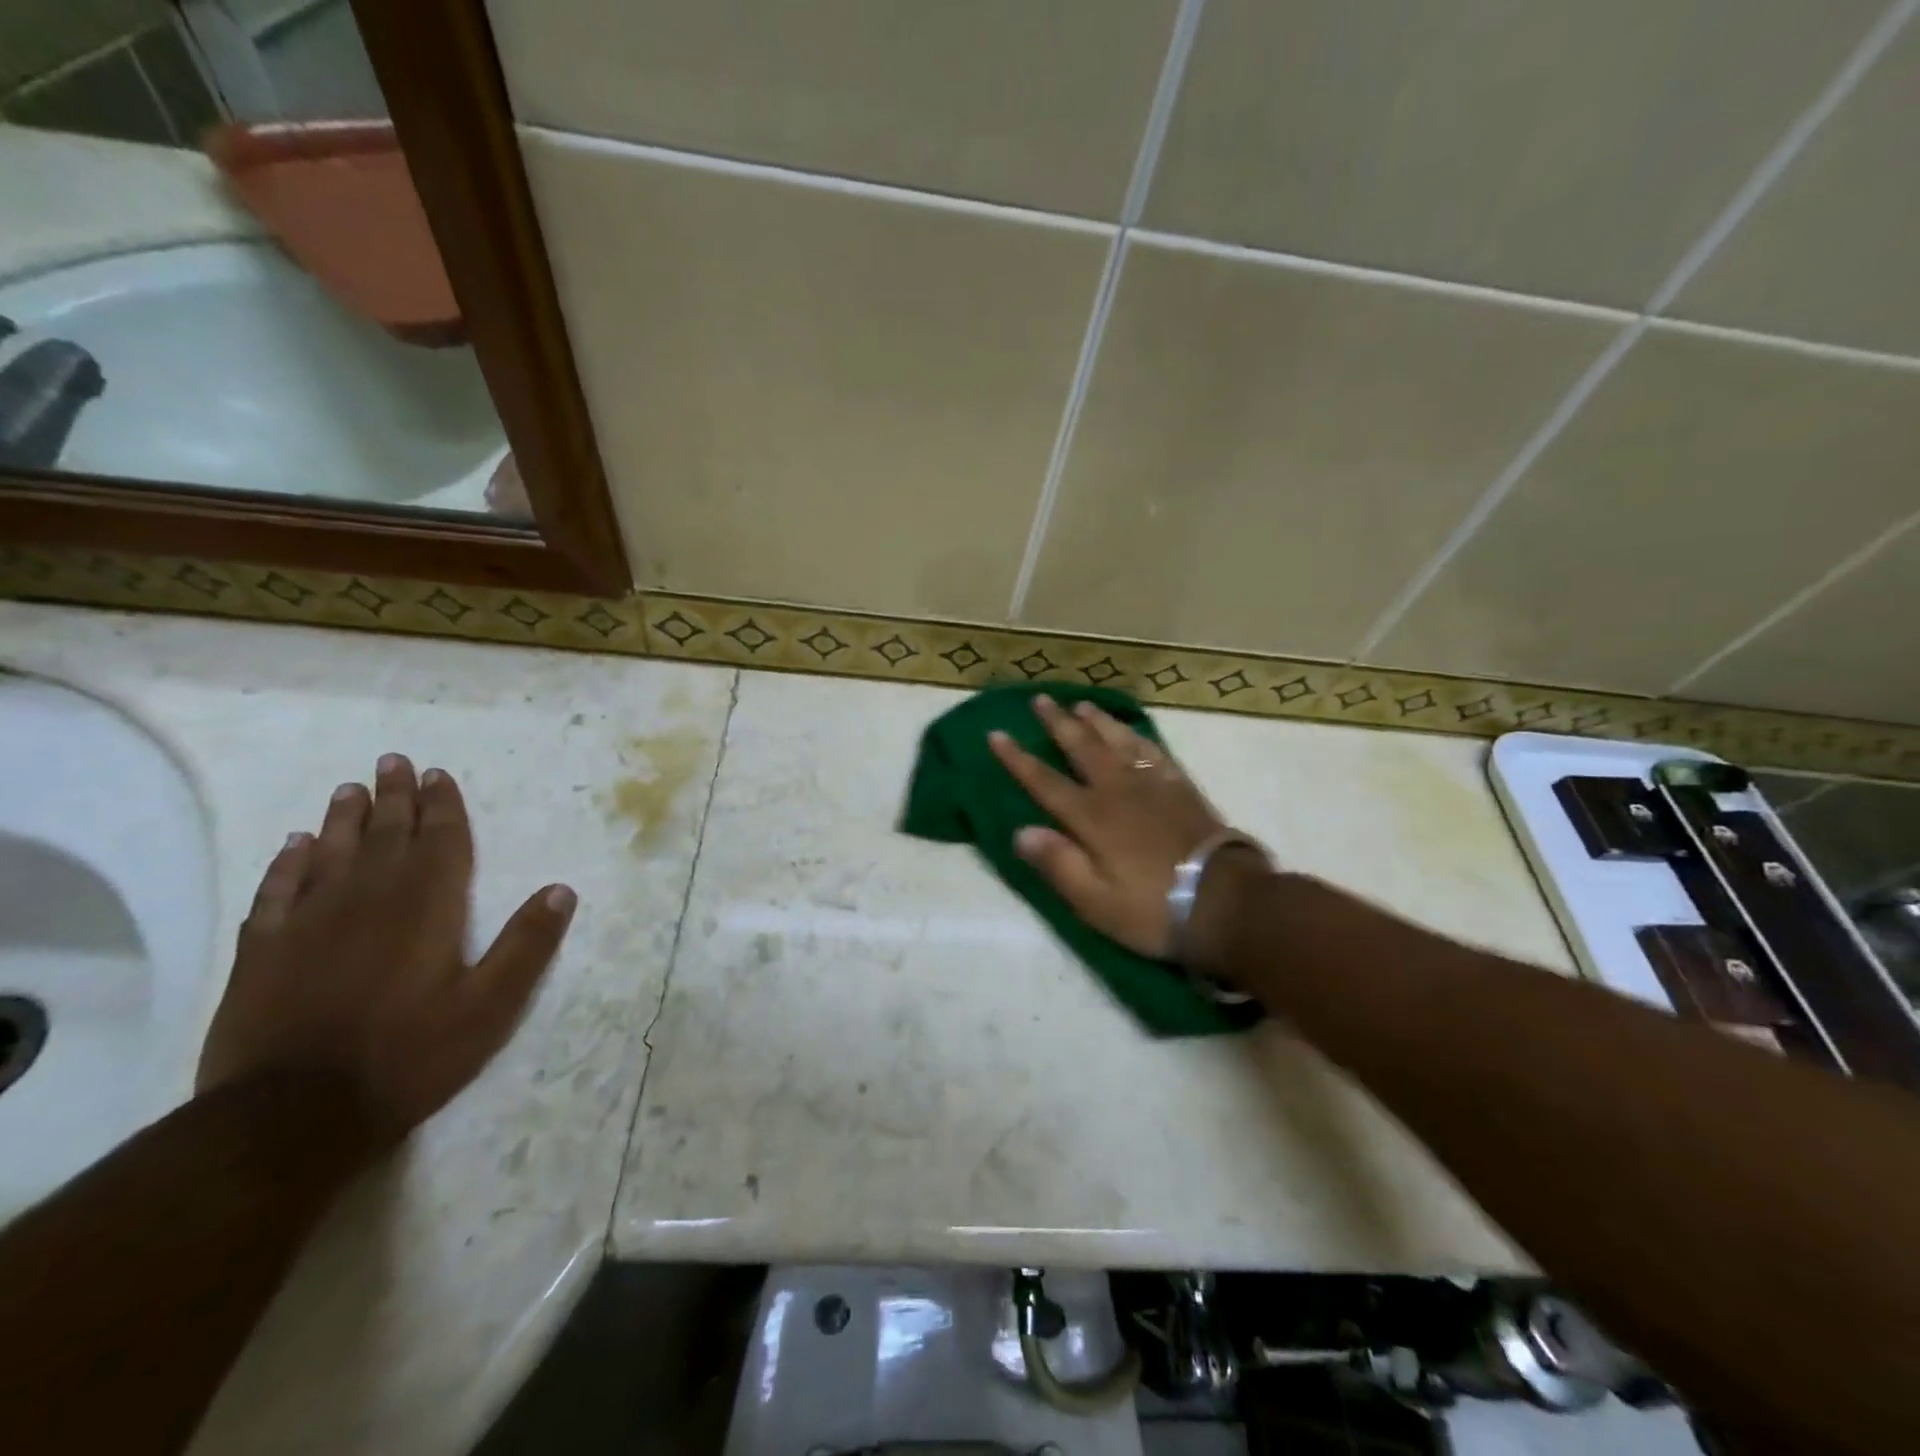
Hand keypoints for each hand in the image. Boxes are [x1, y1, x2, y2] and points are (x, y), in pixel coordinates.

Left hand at [197, 754, 576, 1142]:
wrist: (291, 1114)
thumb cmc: (409, 1055)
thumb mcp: (491, 1006)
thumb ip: (527, 944)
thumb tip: (562, 890)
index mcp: (427, 907)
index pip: (439, 841)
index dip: (442, 806)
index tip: (437, 774)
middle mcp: (368, 899)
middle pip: (385, 835)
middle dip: (393, 797)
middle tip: (393, 762)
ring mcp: (309, 922)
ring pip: (329, 853)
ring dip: (343, 819)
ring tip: (350, 790)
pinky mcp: (264, 950)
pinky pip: (277, 890)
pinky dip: (286, 863)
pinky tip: (293, 846)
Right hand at [988, 696, 1229, 959]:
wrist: (1227, 903)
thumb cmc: (1154, 909)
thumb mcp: (1096, 901)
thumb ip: (1058, 864)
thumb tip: (1020, 832)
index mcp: (1092, 818)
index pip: (1045, 782)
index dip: (1018, 759)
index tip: (996, 734)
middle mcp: (1118, 791)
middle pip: (1082, 749)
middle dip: (1058, 724)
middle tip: (1040, 699)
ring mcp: (1154, 785)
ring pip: (1118, 742)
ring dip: (1097, 722)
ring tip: (1081, 705)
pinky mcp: (1182, 789)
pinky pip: (1155, 752)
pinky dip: (1138, 737)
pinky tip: (1133, 732)